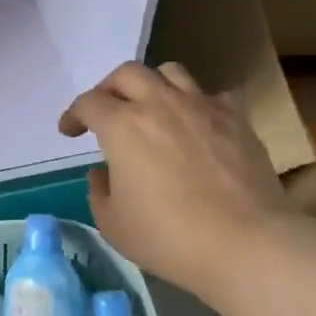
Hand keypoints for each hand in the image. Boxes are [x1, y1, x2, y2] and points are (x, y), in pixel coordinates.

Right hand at [58, 61, 287, 294]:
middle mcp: (159, 104)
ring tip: (152, 108)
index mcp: (122, 125)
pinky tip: (197, 125)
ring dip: (153, 85)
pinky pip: (213, 95)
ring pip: (171, 72)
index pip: (88, 103)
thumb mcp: (113, 224)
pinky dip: (199, 104)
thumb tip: (105, 172)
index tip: (69, 131)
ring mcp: (202, 107)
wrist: (246, 244)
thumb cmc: (169, 236)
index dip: (73, 115)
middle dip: (109, 88)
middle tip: (106, 111)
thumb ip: (99, 191)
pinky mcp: (237, 119)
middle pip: (127, 73)